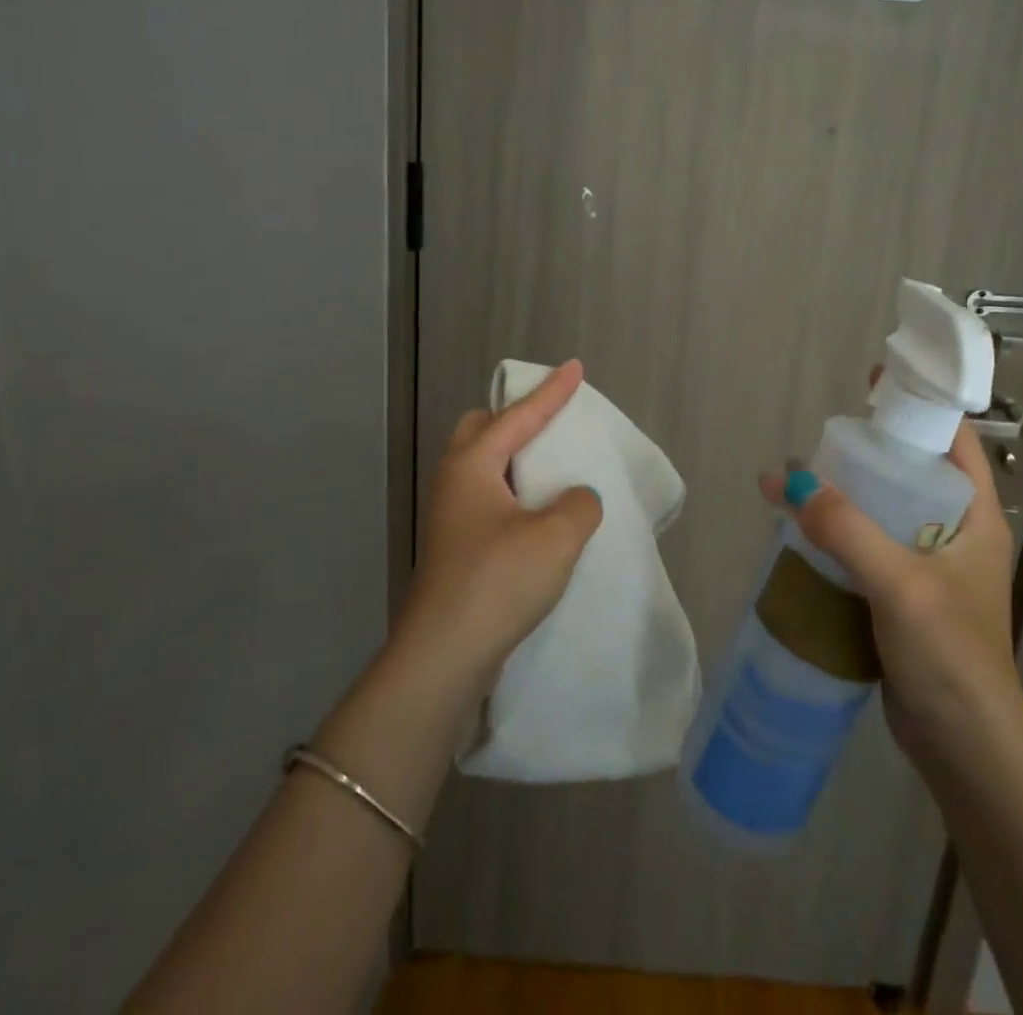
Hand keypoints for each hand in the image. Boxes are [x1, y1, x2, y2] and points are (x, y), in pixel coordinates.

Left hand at [395, 360, 604, 690]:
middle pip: (482, 430)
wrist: (443, 655)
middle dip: (516, 417)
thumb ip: (579, 504)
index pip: (519, 416)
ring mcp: (451, 516)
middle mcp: (455, 482)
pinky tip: (538, 512)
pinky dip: (514, 490)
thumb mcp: (556, 537)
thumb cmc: (498, 582)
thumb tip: (576, 498)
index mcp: (473, 465)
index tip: (575, 367)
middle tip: (550, 420)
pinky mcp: (456, 546)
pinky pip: (488, 497)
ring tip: (549, 465)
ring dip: (515, 457)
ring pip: (483, 466)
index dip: (551, 392)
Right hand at [759, 418, 1022, 791]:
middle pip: (910, 473)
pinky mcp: (902, 599)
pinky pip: (868, 550)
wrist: (965, 751)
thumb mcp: (900, 583)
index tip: (872, 385)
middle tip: (822, 439)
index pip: (953, 441)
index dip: (917, 407)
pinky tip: (802, 532)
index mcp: (975, 517)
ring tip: (801, 480)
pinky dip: (838, 536)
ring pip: (884, 513)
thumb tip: (784, 479)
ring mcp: (928, 568)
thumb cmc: (950, 656)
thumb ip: (845, 528)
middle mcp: (955, 535)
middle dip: (868, 452)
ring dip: (845, 497)